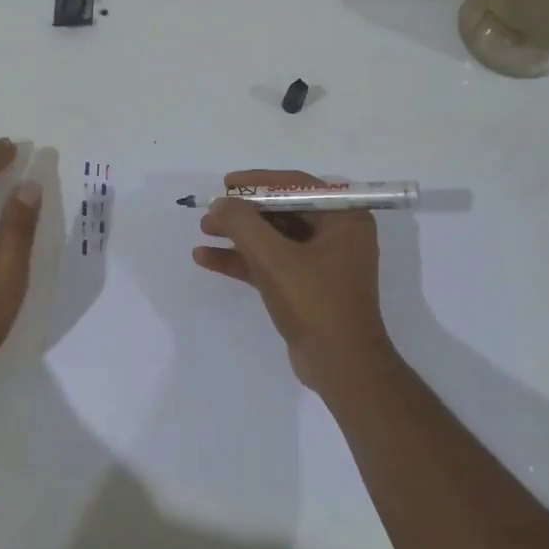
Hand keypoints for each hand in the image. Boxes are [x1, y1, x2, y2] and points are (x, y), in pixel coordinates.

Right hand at [192, 169, 398, 394]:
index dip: (258, 182)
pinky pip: (271, 263)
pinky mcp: (306, 287)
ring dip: (239, 235)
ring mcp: (322, 262)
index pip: (296, 186)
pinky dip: (242, 260)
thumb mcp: (274, 258)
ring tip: (203, 232)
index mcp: (344, 218)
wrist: (341, 366)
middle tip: (211, 213)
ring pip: (274, 238)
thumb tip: (220, 204)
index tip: (226, 184)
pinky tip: (207, 259)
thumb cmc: (315, 302)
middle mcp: (337, 233)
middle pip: (282, 211)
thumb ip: (242, 224)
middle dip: (244, 213)